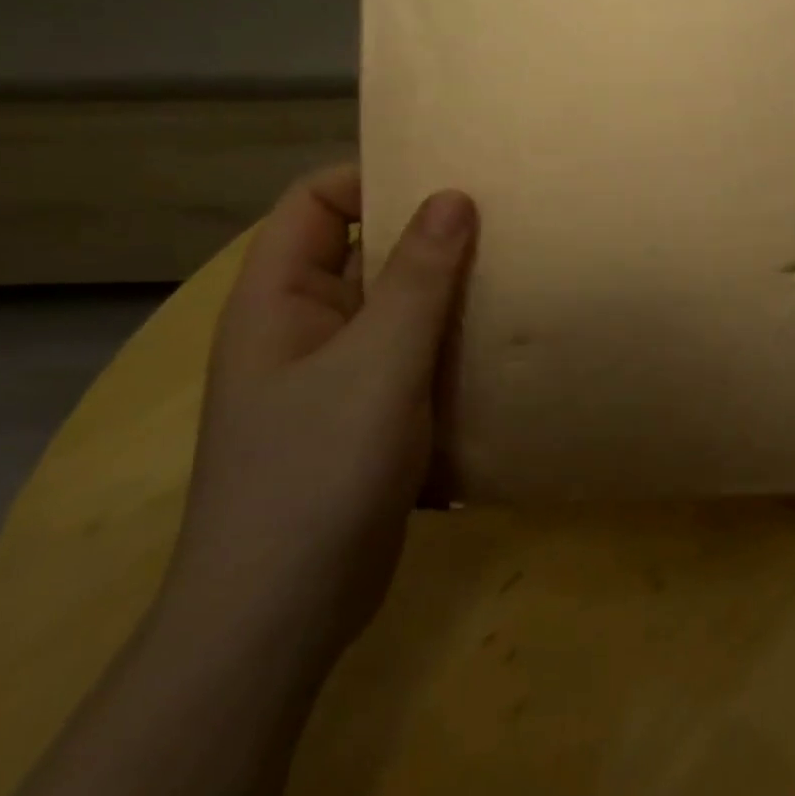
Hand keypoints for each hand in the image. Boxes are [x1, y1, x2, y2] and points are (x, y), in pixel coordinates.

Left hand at [166, 164, 475, 654]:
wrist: (280, 618)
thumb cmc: (317, 472)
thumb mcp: (378, 363)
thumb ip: (419, 276)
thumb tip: (454, 195)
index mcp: (280, 296)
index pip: (318, 200)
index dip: (375, 177)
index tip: (449, 179)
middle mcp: (302, 324)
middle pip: (364, 250)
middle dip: (428, 235)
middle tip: (503, 221)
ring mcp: (333, 374)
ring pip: (394, 307)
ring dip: (446, 294)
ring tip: (514, 275)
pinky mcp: (364, 416)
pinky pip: (409, 356)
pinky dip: (447, 344)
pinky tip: (497, 345)